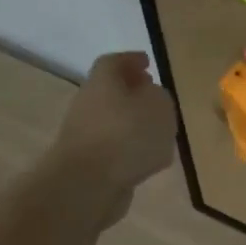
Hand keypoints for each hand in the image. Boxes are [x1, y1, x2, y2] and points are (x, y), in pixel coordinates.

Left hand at [51, 52, 175, 219]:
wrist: (89, 184)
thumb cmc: (127, 135)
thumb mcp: (159, 107)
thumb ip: (160, 97)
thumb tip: (152, 97)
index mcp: (103, 81)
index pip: (114, 62)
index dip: (132, 60)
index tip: (148, 62)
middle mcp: (89, 103)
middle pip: (111, 91)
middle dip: (133, 92)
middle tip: (155, 96)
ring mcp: (86, 135)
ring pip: (113, 121)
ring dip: (133, 123)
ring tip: (159, 132)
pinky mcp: (89, 163)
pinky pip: (114, 148)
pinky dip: (130, 148)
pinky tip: (148, 158)